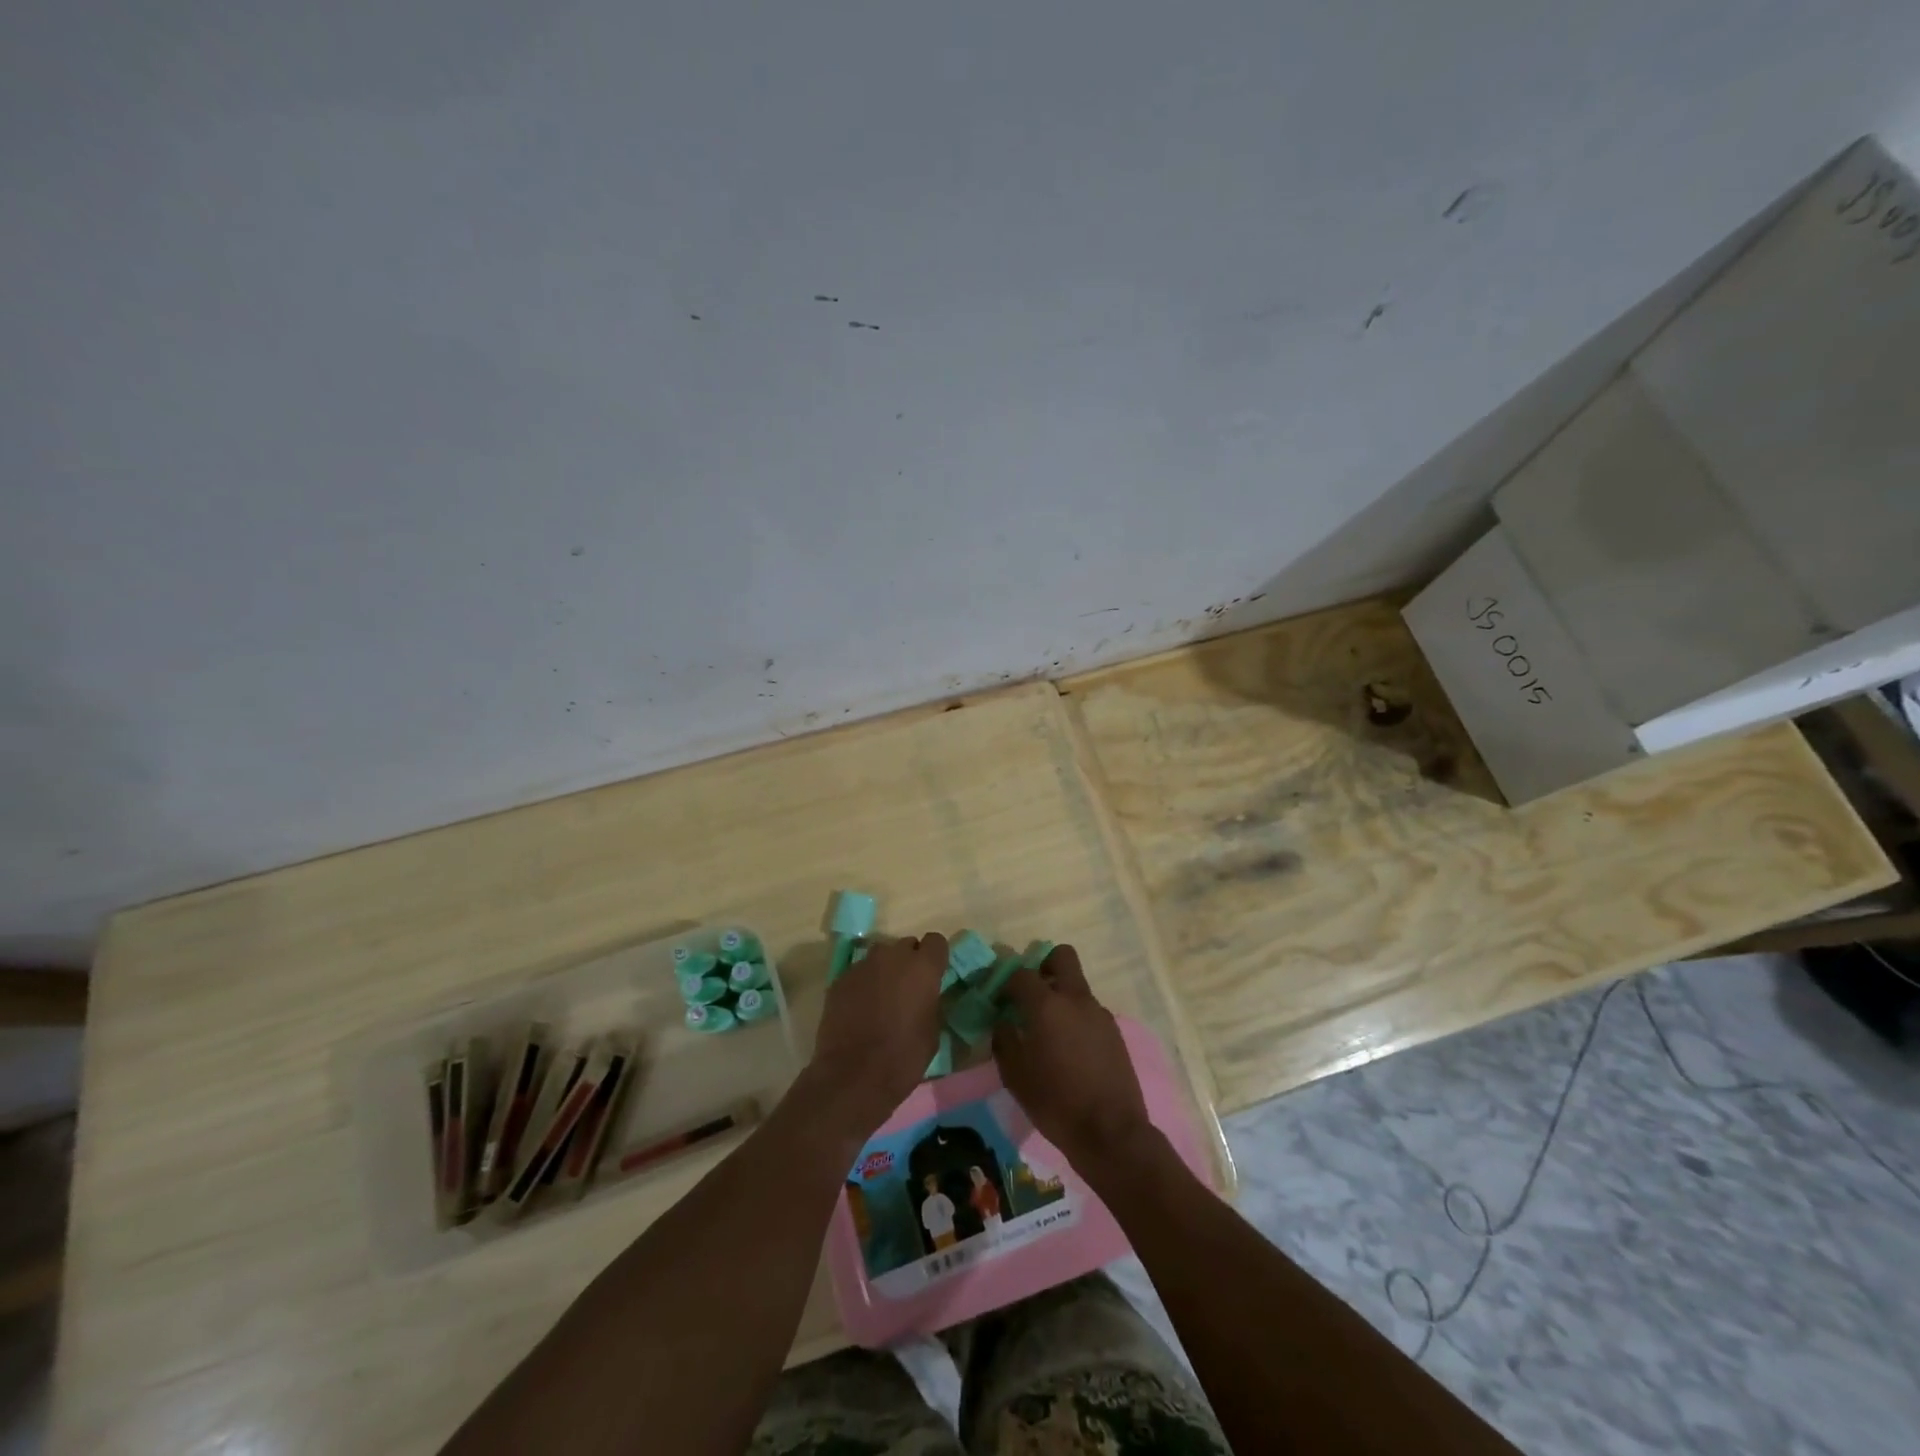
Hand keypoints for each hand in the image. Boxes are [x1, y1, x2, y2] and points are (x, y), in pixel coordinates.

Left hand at [803, 932, 947, 1133]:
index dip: (935, 957)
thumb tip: (927, 994)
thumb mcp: (933, 1031)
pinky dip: (862, 985)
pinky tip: (860, 1009)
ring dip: (885, 971)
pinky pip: (858, 973)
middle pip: (906, 945)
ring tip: (881, 999)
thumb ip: (932, 1001)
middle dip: (909, 962)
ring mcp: (863, 965)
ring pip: (880, 957)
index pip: (936, 941)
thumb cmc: (903, 1057)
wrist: (854, 1076)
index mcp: (923, 967)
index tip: (934, 975)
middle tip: (907, 989)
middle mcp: (893, 957)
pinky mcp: (840, 979)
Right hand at [992, 944, 1155, 1171]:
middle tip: (1031, 993)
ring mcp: (1099, 1013)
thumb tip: (1004, 1022)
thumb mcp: (1015, 1075)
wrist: (1110, 1132)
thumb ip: (1004, 1040)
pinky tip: (1070, 1049)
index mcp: (1047, 1005)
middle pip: (1062, 956)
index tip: (999, 998)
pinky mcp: (1114, 1031)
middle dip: (1043, 966)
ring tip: (1049, 1030)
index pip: (1021, 973)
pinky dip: (1076, 1018)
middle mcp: (1075, 999)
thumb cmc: (1055, 1102)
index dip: (1006, 981)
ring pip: (1077, 986)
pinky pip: (1089, 1011)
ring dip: (1061, 995)